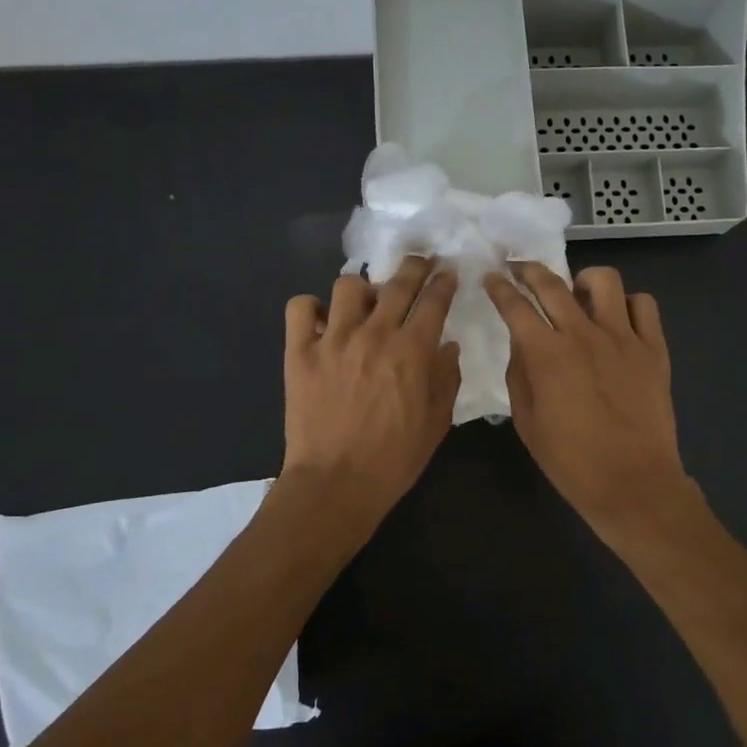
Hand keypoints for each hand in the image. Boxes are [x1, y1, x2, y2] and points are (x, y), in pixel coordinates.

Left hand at [281, 256, 460, 528]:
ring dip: (362, 288)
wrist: (337, 483)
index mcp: (413, 350)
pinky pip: (300, 308)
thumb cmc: (395, 458)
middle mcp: (374, 333)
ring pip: (348, 286)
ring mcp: (333, 339)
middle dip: (414, 267)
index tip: (447, 273)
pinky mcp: (299, 352)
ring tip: (364, 301)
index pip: (434, 300)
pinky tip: (321, 321)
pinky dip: (311, 308)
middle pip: (397, 282)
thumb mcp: (437, 422)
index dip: (443, 282)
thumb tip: (447, 345)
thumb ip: (447, 378)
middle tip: (418, 264)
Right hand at [484, 263, 696, 538]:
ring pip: (604, 281)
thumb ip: (519, 375)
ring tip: (578, 296)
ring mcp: (623, 338)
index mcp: (547, 354)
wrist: (633, 483)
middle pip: (552, 283)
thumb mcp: (527, 422)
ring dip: (584, 281)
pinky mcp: (654, 348)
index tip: (492, 278)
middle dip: (529, 269)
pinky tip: (618, 321)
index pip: (515, 306)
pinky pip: (644, 305)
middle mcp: (583, 334)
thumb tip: (522, 345)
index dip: (499, 288)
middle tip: (520, 269)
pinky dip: (628, 305)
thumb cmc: (571, 461)